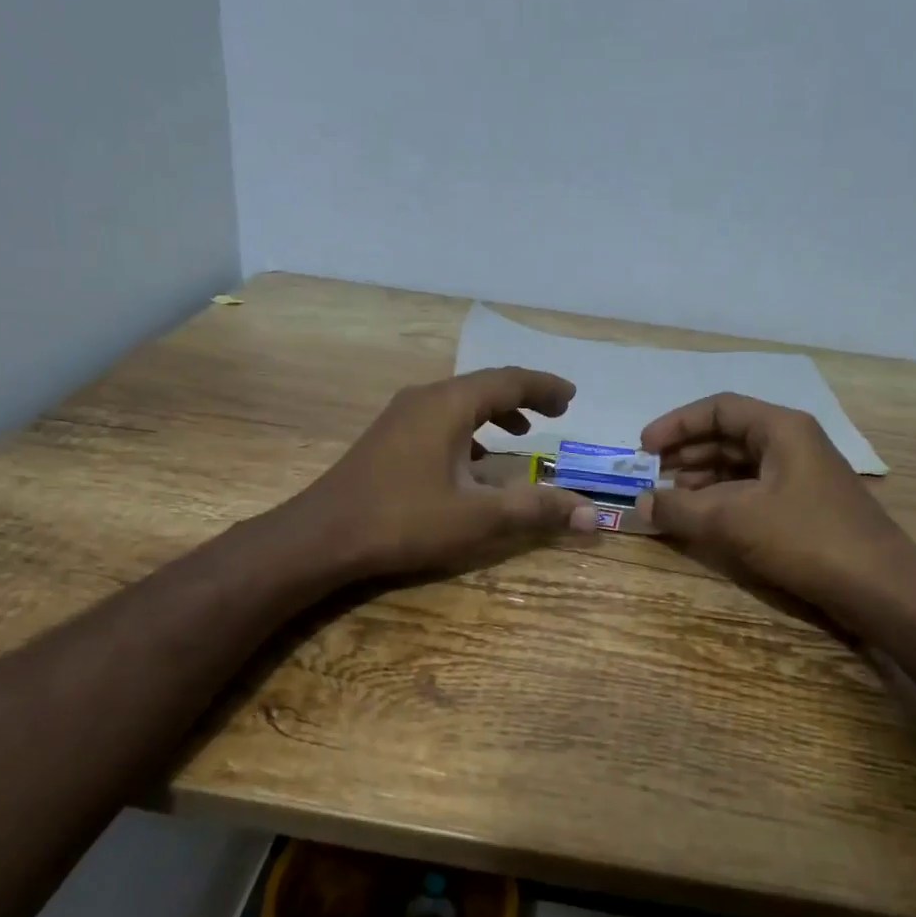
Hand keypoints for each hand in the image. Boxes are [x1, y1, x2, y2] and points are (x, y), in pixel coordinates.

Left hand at [293, 367, 599, 578]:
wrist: (322, 536)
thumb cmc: (403, 520)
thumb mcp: (478, 517)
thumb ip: (537, 510)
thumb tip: (593, 514)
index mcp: (449, 405)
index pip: (509, 381)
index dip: (545, 387)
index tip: (572, 397)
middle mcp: (425, 399)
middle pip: (484, 386)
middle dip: (523, 396)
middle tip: (555, 411)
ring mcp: (401, 417)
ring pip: (460, 403)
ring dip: (495, 412)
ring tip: (522, 432)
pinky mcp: (388, 437)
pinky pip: (440, 420)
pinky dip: (469, 430)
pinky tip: (474, 459)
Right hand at [638, 393, 915, 612]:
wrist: (879, 587)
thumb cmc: (806, 538)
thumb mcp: (733, 519)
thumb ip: (680, 508)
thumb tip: (640, 503)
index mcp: (781, 428)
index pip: (718, 409)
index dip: (676, 424)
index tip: (643, 448)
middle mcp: (792, 442)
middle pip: (728, 434)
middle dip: (686, 453)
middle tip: (649, 474)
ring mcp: (801, 475)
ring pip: (739, 464)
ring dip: (701, 478)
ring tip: (669, 498)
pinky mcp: (804, 505)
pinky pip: (752, 489)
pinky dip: (722, 498)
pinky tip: (702, 517)